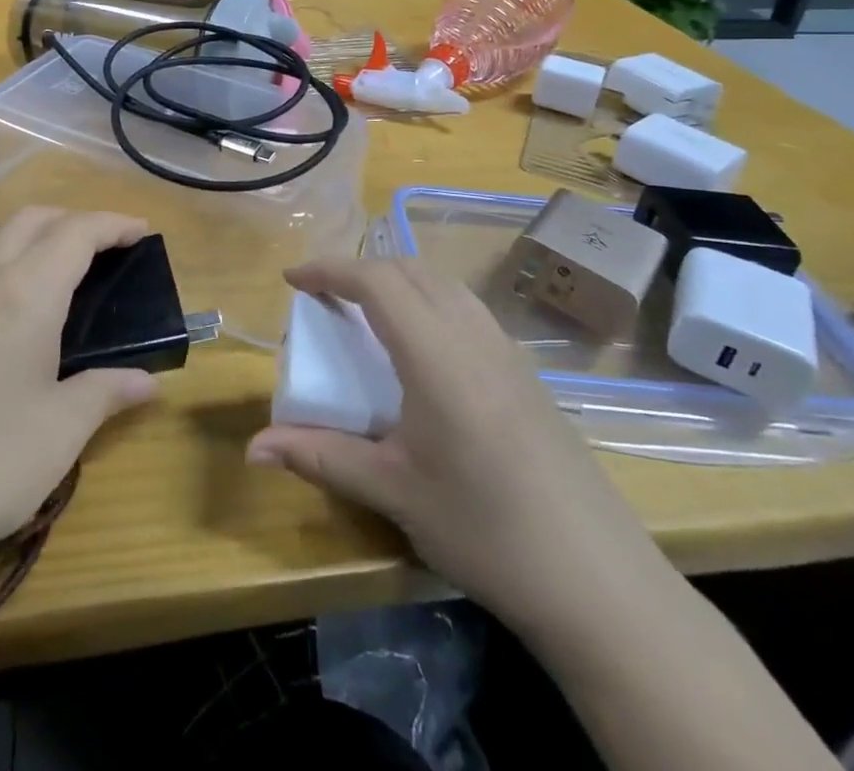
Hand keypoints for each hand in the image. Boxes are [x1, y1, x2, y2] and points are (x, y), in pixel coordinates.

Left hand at [0, 209, 159, 578]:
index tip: (142, 231)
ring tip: (61, 281)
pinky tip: (6, 319)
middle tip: (106, 248)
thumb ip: (106, 393)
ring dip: (35, 242)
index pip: (77, 232)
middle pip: (32, 220)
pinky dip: (3, 270)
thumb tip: (147, 382)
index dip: (113, 224)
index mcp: (26, 293)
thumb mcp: (60, 432)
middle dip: (74, 220)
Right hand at [247, 259, 665, 636]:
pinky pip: (468, 309)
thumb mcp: (393, 493)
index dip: (329, 269)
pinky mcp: (528, 374)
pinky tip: (422, 349)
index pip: (376, 282)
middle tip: (324, 296)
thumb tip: (254, 448)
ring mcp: (508, 352)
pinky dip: (429, 301)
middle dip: (360, 269)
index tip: (292, 279)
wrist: (599, 583)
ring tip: (367, 312)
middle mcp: (474, 337)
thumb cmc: (485, 531)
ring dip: (398, 281)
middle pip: (410, 270)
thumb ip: (321, 457)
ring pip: (444, 284)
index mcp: (437, 356)